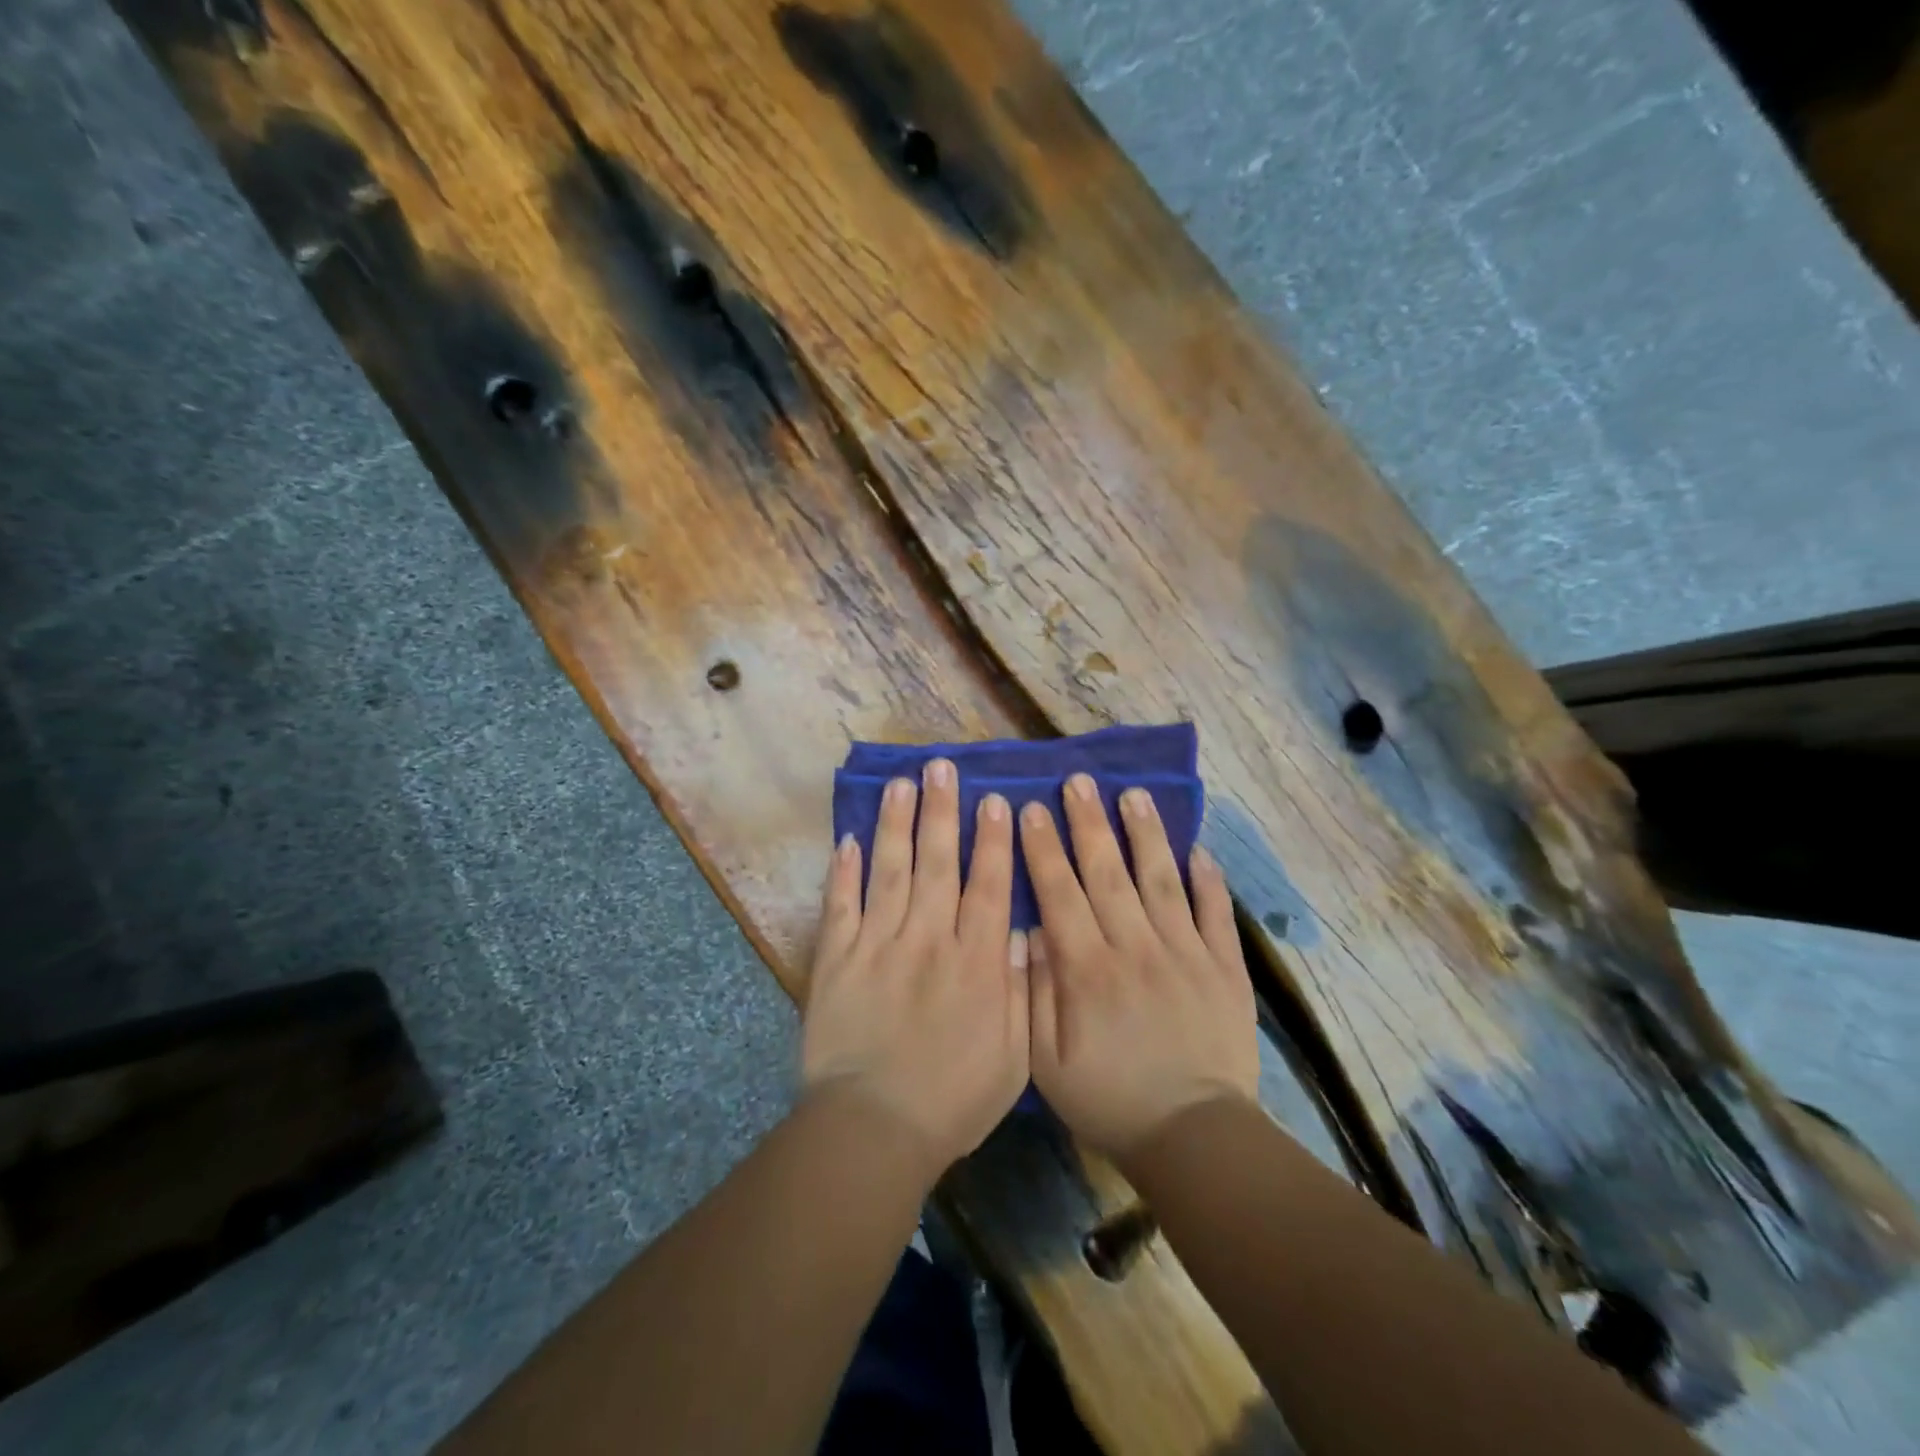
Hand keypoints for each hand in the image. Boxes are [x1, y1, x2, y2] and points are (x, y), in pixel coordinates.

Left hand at [802, 759, 1029, 1177]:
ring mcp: (878, 944)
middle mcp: (928, 938)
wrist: (874, 1129)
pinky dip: (842, 872)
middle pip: (937, 862)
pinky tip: (846, 839)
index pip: (986, 885)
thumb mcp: (1012, 1056)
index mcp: (974, 961)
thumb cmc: (952, 1099)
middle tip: (940, 767)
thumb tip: (1021, 931)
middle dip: (941, 811)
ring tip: (899, 783)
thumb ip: (1019, 989)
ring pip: (889, 870)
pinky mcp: (837, 959)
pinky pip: (840, 905)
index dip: (992, 839)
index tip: (995, 800)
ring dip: (894, 824)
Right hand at [1021, 775, 1258, 1162]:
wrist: (1193, 1137)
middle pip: (1108, 873)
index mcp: (1088, 969)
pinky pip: (1215, 915)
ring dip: (1146, 835)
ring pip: (1161, 880)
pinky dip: (1209, 881)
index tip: (1032, 808)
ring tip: (1134, 794)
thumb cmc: (1109, 1099)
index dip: (1043, 848)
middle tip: (1079, 781)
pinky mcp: (1223, 969)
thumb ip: (1035, 992)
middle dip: (1089, 823)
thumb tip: (1030, 931)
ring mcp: (1185, 953)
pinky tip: (1200, 849)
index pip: (1060, 893)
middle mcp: (1135, 948)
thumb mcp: (1046, 1061)